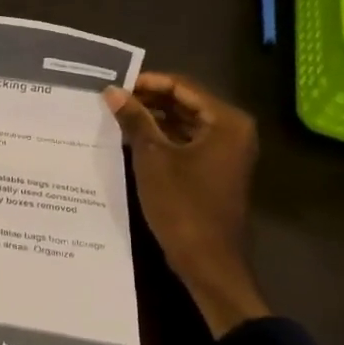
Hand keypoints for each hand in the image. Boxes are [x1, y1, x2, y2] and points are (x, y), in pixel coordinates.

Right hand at [103, 73, 268, 334]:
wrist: (208, 261)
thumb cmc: (182, 206)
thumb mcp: (152, 158)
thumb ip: (134, 120)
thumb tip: (112, 91)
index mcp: (225, 121)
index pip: (182, 86)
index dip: (147, 83)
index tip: (114, 85)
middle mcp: (232, 130)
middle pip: (185, 102)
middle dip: (149, 100)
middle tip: (111, 100)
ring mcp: (226, 151)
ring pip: (184, 122)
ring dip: (153, 119)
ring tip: (116, 117)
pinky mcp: (216, 169)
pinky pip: (187, 142)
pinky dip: (163, 138)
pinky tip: (132, 140)